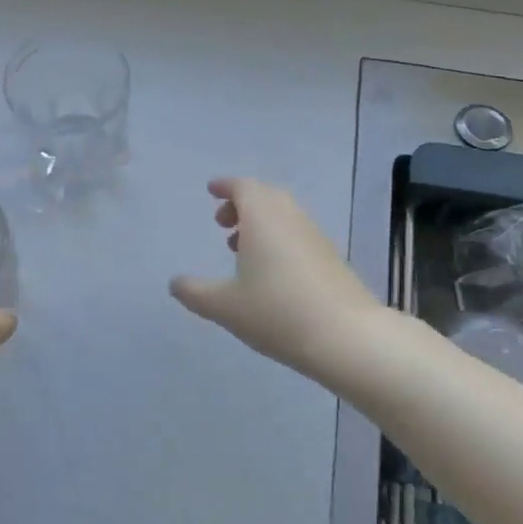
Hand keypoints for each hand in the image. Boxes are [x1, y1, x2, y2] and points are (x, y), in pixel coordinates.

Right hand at [169, 177, 383, 382]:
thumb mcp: (224, 306)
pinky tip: (271, 271)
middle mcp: (291, 218)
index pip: (243, 187)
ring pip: (284, 215)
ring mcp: (315, 236)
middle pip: (265, 196)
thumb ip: (195, 292)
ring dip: (261, 222)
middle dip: (242, 203)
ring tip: (241, 249)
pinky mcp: (331, 257)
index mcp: (263, 217)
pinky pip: (298, 233)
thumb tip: (175, 283)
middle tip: (222, 223)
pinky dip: (279, 237)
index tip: (212, 191)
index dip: (225, 186)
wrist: (346, 336)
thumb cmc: (277, 312)